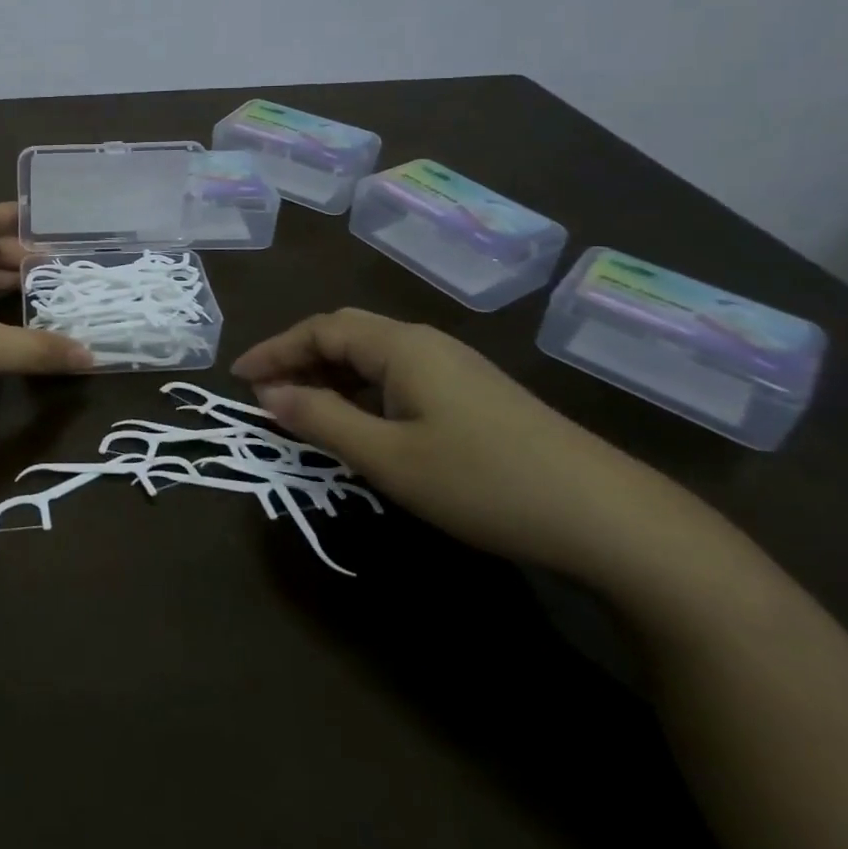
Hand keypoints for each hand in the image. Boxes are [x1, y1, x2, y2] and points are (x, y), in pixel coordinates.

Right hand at [232, 308, 700, 579]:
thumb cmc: (483, 482)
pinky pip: (399, 376)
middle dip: (298, 358)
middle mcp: (426, 343)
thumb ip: (321, 420)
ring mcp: (455, 367)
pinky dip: (362, 390)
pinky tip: (361, 422)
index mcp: (401, 346)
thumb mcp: (389, 457)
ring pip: (373, 356)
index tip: (238, 378)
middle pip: (345, 334)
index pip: (320, 329)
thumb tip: (268, 395)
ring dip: (330, 376)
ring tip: (302, 409)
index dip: (274, 350)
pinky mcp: (474, 394)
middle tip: (264, 393)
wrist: (610, 519)